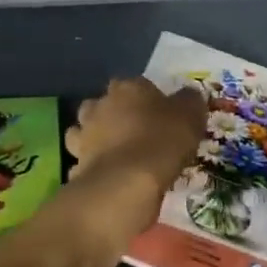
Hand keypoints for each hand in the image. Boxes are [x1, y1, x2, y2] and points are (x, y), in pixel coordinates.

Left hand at [66, 78, 206, 230]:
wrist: (127, 182)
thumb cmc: (162, 142)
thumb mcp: (191, 117)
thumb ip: (189, 102)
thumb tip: (188, 95)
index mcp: (127, 88)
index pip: (135, 84)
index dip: (147, 98)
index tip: (159, 113)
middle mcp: (99, 105)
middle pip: (104, 103)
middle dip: (114, 114)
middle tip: (134, 132)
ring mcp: (83, 134)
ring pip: (84, 129)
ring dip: (95, 137)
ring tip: (114, 152)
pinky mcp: (76, 163)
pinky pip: (82, 160)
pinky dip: (91, 165)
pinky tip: (105, 174)